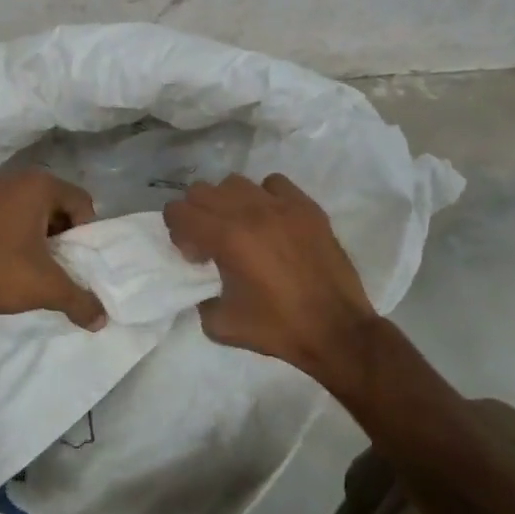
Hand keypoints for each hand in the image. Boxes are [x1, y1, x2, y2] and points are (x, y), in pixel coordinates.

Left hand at [0, 170, 106, 329]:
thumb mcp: (47, 288)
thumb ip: (80, 301)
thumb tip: (102, 320)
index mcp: (40, 185)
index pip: (83, 203)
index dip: (85, 234)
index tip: (74, 261)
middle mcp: (20, 179)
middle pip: (61, 206)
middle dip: (65, 236)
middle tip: (60, 265)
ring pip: (38, 213)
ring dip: (44, 238)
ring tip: (38, 267)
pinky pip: (16, 216)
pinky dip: (23, 236)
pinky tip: (15, 262)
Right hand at [164, 173, 375, 381]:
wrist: (336, 331)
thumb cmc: (278, 329)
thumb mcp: (220, 325)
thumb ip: (199, 298)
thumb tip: (202, 283)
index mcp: (227, 238)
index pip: (179, 211)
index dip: (178, 232)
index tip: (196, 256)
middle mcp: (251, 212)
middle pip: (201, 191)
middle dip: (196, 215)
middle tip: (211, 243)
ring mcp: (282, 206)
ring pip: (235, 182)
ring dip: (227, 203)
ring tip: (240, 229)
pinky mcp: (307, 207)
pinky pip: (273, 184)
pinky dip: (263, 197)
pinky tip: (270, 221)